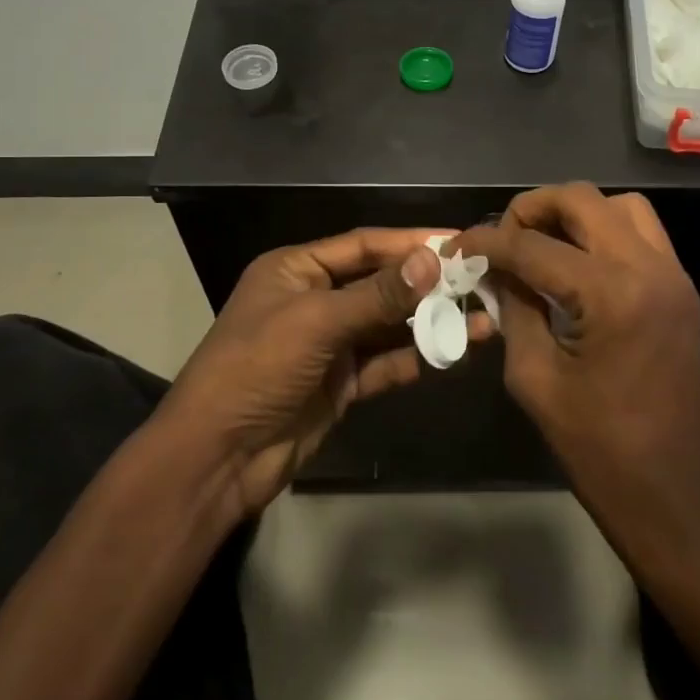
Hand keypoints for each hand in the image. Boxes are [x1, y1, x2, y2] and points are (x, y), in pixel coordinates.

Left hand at [160, 229, 458, 514]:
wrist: (218, 458)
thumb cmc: (257, 368)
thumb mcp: (316, 322)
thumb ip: (377, 295)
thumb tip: (432, 261)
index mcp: (296, 270)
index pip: (364, 245)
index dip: (411, 242)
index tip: (458, 242)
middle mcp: (314, 299)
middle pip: (380, 284)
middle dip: (427, 285)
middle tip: (478, 282)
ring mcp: (328, 344)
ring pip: (387, 326)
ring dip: (428, 324)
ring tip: (481, 323)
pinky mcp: (340, 383)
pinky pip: (384, 363)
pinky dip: (414, 358)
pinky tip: (451, 354)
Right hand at [451, 184, 699, 566]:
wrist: (670, 490)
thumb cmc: (595, 446)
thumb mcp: (533, 376)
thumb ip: (513, 309)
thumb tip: (496, 270)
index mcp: (610, 295)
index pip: (533, 245)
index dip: (487, 241)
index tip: (456, 247)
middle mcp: (648, 268)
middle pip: (581, 199)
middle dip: (531, 208)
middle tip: (501, 237)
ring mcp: (673, 275)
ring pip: (619, 205)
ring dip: (575, 213)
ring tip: (542, 243)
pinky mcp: (681, 288)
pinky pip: (642, 232)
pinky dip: (605, 231)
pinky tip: (577, 263)